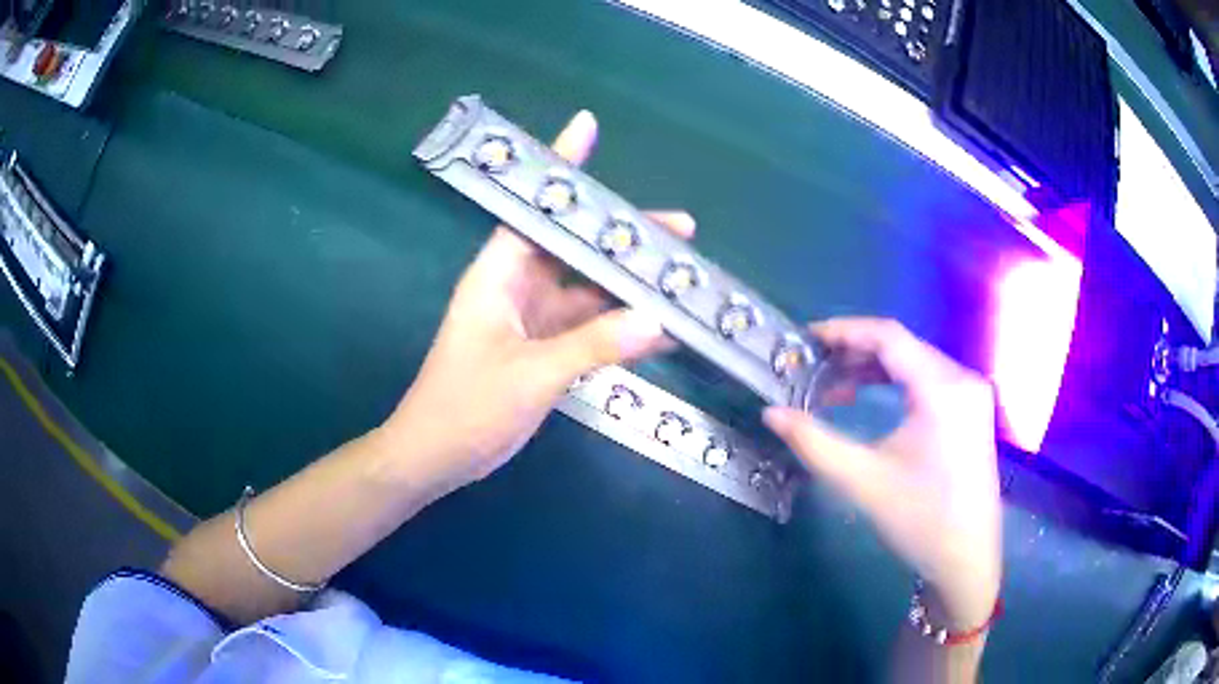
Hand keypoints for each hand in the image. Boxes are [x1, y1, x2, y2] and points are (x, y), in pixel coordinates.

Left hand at [382, 110, 694, 497]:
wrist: (437, 456)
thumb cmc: (466, 407)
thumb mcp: (531, 374)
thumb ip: (593, 345)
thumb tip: (657, 318)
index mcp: (498, 274)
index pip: (534, 209)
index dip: (561, 168)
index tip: (588, 126)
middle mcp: (516, 287)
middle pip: (576, 248)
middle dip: (624, 237)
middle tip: (682, 231)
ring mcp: (532, 320)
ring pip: (588, 291)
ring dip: (629, 286)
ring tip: (682, 280)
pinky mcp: (543, 351)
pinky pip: (590, 329)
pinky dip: (622, 329)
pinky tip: (663, 332)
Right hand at [764, 318, 1002, 629]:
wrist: (966, 561)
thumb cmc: (920, 520)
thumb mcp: (863, 481)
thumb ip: (814, 442)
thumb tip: (771, 413)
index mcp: (942, 388)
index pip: (889, 336)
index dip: (844, 331)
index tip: (806, 340)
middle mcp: (962, 379)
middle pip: (903, 346)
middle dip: (855, 352)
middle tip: (814, 369)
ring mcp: (972, 395)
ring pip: (916, 362)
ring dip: (875, 368)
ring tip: (836, 388)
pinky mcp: (973, 411)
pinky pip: (930, 380)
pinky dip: (897, 383)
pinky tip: (873, 399)